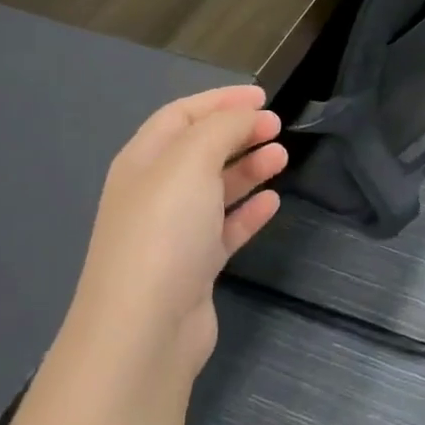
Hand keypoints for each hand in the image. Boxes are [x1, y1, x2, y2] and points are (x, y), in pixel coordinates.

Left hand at [68, 85, 285, 371]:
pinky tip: (272, 202)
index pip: (182, 115)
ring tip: (282, 157)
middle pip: (200, 150)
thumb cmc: (165, 231)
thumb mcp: (191, 162)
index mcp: (143, 161)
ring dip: (248, 168)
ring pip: (215, 188)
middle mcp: (154, 192)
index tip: (263, 97)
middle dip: (238, 133)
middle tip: (277, 126)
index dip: (220, 101)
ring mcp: (173, 232)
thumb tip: (247, 115)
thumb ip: (222, 128)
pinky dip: (248, 211)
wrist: (145, 328)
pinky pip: (225, 228)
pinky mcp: (194, 267)